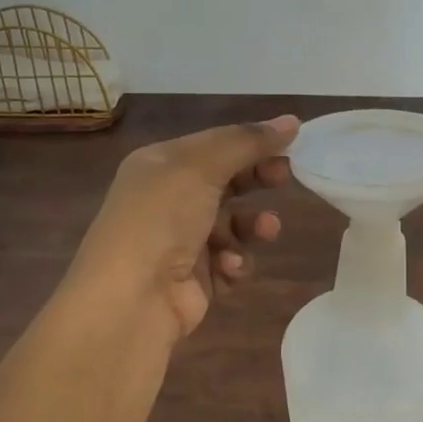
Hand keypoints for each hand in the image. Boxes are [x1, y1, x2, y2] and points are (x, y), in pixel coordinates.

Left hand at [73, 116, 297, 341]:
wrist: (130, 300)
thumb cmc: (162, 219)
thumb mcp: (202, 167)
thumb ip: (248, 142)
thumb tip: (292, 121)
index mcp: (160, 165)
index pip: (214, 144)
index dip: (252, 141)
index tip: (291, 143)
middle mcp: (167, 199)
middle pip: (225, 181)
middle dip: (256, 179)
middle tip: (285, 178)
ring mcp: (179, 241)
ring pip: (233, 224)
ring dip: (252, 226)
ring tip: (266, 231)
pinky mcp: (193, 278)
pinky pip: (228, 262)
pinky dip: (234, 263)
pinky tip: (229, 268)